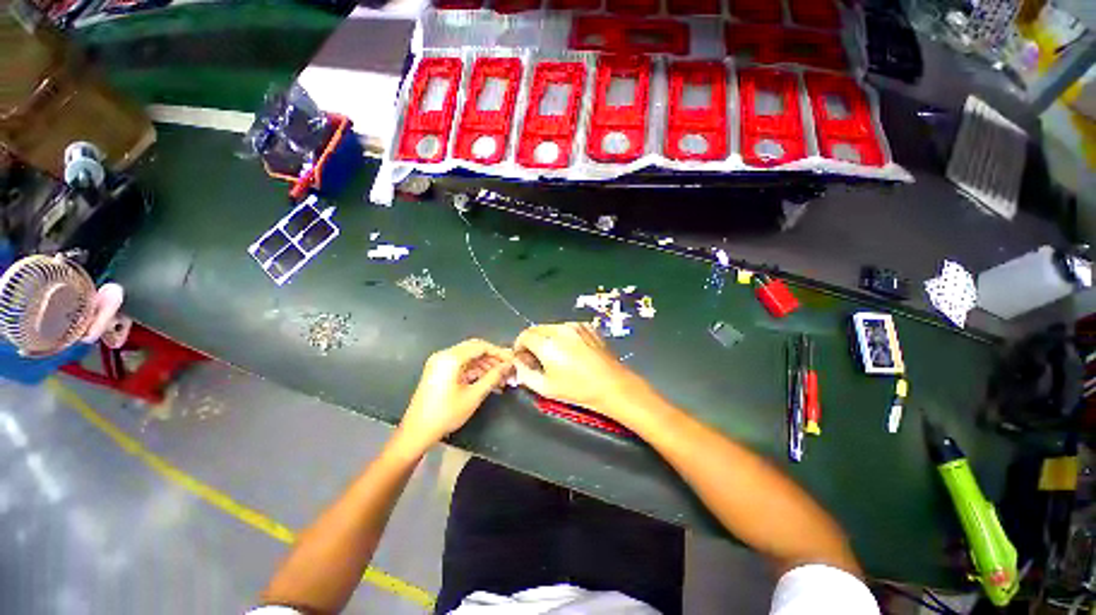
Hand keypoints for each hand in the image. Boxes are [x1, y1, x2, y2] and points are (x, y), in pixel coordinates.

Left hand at [399, 339, 513, 447]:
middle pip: (475, 349)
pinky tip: (489, 381)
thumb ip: (493, 377)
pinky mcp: (439, 372)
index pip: (481, 346)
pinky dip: (475, 371)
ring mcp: (440, 363)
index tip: (513, 361)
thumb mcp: (474, 396)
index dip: (499, 352)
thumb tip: (508, 366)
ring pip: (469, 357)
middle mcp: (444, 355)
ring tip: (502, 378)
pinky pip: (462, 365)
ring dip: (486, 365)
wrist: (416, 432)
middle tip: (508, 369)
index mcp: (451, 358)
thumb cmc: (446, 414)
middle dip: (493, 358)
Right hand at [512, 322, 655, 419]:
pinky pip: (567, 327)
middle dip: (531, 342)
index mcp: (547, 343)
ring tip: (554, 355)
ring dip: (546, 338)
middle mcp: (560, 330)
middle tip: (536, 358)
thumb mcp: (546, 388)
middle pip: (536, 329)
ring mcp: (575, 326)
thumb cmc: (578, 390)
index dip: (519, 347)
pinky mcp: (587, 327)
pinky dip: (562, 336)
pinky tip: (570, 351)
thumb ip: (525, 374)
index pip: (524, 335)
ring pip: (551, 327)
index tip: (523, 358)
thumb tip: (518, 364)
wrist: (611, 385)